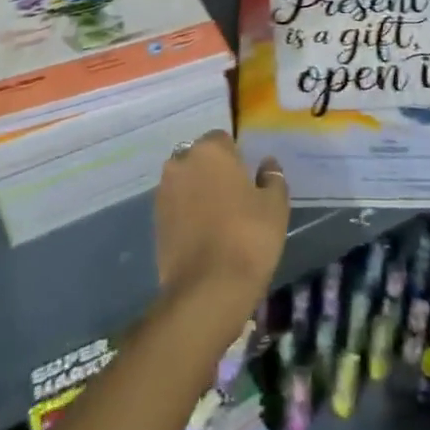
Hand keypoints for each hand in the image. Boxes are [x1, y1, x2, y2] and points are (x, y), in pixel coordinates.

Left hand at [155, 131, 289, 328]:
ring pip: (185, 182)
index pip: (223, 139)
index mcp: (210, 150)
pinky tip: (204, 234)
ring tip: (218, 218)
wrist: (208, 290)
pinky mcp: (155, 221)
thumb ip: (272, 178)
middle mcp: (181, 162)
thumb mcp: (275, 206)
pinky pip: (175, 206)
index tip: (248, 178)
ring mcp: (164, 192)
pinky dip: (186, 213)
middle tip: (234, 197)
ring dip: (197, 191)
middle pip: (200, 158)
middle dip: (213, 171)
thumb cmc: (248, 237)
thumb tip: (267, 164)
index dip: (236, 157)